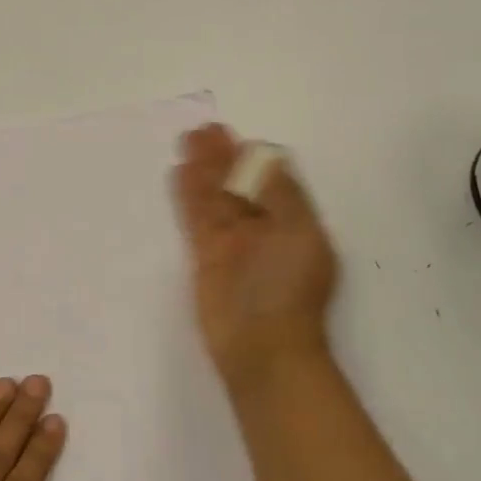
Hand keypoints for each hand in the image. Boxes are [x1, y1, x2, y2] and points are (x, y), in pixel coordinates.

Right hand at [170, 124, 339, 388]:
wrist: (264, 349)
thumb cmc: (290, 290)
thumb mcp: (300, 234)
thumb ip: (283, 193)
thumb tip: (267, 156)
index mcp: (293, 223)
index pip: (272, 180)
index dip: (254, 158)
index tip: (238, 139)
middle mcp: (263, 229)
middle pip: (239, 184)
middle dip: (224, 157)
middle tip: (205, 130)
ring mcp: (233, 243)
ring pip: (215, 196)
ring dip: (203, 168)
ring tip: (189, 138)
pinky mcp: (206, 256)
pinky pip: (196, 216)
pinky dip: (189, 193)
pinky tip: (181, 171)